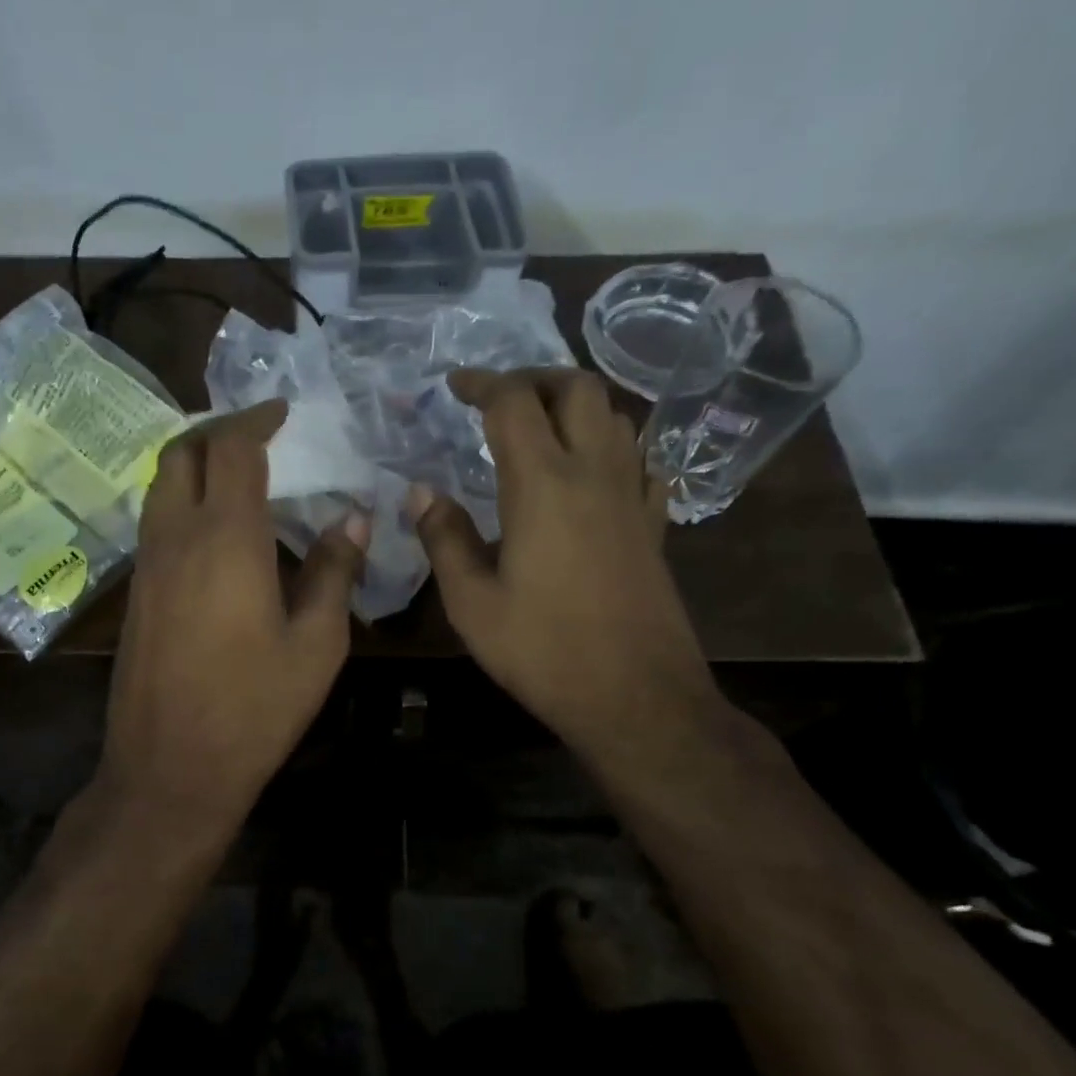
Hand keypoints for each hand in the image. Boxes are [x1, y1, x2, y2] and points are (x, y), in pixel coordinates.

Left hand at [94, 401, 367, 843]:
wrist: (171, 768)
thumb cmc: (254, 708)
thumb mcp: (316, 644)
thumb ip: (335, 573)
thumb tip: (353, 521)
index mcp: (225, 538)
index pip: (233, 449)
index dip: (259, 420)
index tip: (286, 414)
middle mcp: (175, 538)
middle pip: (182, 453)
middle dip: (220, 432)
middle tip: (261, 438)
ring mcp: (147, 566)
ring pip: (161, 486)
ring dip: (196, 466)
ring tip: (241, 478)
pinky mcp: (136, 594)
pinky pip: (157, 523)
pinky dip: (184, 503)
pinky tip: (218, 533)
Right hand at [409, 368, 716, 755]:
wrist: (635, 696)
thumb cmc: (543, 650)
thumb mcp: (471, 603)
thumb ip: (445, 539)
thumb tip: (422, 492)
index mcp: (543, 485)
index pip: (513, 404)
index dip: (481, 383)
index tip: (454, 386)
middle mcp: (595, 474)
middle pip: (578, 389)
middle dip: (534, 379)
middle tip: (498, 398)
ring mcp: (633, 498)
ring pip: (615, 417)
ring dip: (575, 406)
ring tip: (539, 428)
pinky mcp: (654, 526)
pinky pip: (640, 461)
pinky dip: (612, 446)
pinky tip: (592, 472)